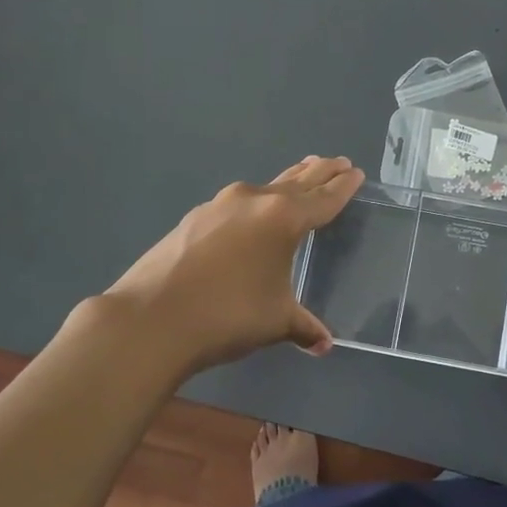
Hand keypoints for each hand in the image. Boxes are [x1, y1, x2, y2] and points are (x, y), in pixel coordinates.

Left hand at [99, 156, 364, 375]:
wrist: (151, 318)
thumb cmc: (228, 316)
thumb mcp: (275, 321)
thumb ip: (304, 326)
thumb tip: (324, 344)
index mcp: (283, 218)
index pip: (323, 199)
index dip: (342, 187)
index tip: (355, 172)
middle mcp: (254, 201)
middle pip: (296, 182)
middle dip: (319, 173)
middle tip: (337, 162)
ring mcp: (220, 206)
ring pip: (264, 189)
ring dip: (286, 182)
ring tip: (301, 173)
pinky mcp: (194, 218)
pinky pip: (237, 204)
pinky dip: (254, 203)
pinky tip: (251, 213)